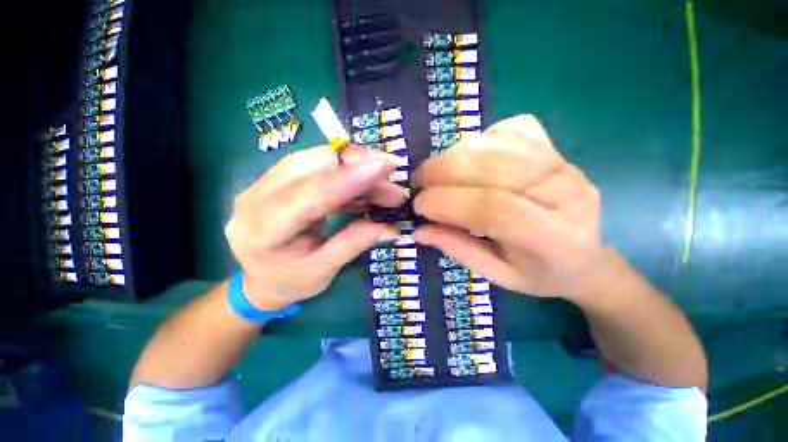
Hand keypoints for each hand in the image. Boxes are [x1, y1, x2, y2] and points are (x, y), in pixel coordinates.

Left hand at [225, 145, 405, 310]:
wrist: (256, 280)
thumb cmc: (287, 282)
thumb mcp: (323, 270)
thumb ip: (355, 243)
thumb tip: (392, 226)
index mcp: (264, 228)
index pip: (312, 193)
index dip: (352, 177)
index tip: (386, 166)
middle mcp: (258, 195)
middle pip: (314, 163)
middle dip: (359, 166)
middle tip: (391, 183)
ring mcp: (265, 182)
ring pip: (317, 158)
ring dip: (356, 168)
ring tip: (384, 187)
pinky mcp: (279, 179)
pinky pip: (317, 166)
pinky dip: (346, 174)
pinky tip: (366, 188)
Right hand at [413, 115, 602, 298]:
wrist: (586, 256)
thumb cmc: (540, 272)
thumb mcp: (498, 275)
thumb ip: (459, 250)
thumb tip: (420, 230)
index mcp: (554, 238)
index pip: (494, 209)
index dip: (447, 203)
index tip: (419, 207)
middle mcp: (564, 193)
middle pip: (493, 168)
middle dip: (442, 172)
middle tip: (419, 185)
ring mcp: (562, 163)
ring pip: (497, 143)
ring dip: (453, 155)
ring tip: (435, 173)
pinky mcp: (554, 147)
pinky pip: (511, 129)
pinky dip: (479, 139)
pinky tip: (469, 159)